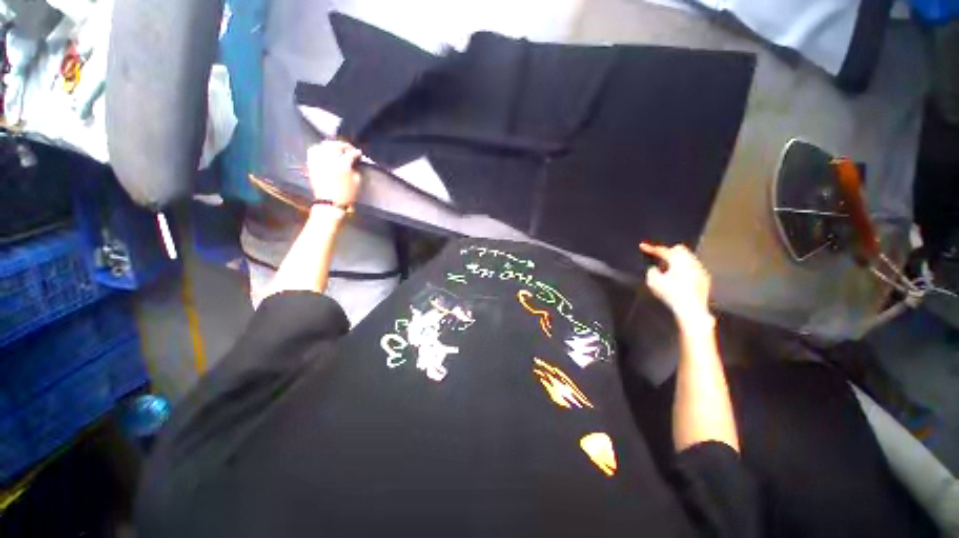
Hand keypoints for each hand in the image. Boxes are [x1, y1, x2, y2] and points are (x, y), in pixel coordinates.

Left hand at [307, 141, 362, 206]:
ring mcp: (319, 161)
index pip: (350, 153)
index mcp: (343, 165)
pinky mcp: (312, 164)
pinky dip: (319, 149)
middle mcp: (329, 160)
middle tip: (349, 149)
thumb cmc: (347, 195)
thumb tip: (353, 162)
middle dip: (343, 145)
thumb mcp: (357, 182)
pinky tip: (324, 152)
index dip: (356, 153)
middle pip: (335, 146)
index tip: (359, 154)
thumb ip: (356, 169)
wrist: (330, 203)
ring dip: (331, 145)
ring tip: (336, 149)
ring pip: (323, 146)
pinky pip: (313, 151)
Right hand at [640, 243, 711, 323]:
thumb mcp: (653, 282)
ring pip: (687, 258)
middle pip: (679, 249)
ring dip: (677, 262)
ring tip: (669, 273)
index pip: (662, 250)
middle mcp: (692, 262)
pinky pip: (694, 268)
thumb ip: (651, 271)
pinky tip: (680, 281)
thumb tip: (655, 269)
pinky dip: (685, 270)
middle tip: (660, 261)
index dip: (651, 248)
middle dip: (668, 253)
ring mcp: (700, 269)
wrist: (691, 309)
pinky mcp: (705, 278)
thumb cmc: (671, 295)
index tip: (643, 246)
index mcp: (678, 260)